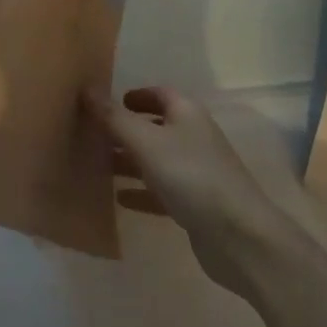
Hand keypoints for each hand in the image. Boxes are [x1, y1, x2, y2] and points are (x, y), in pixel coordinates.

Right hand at [84, 86, 286, 295]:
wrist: (239, 237)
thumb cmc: (191, 176)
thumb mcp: (146, 142)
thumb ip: (114, 118)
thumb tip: (87, 89)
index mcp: (186, 114)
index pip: (158, 94)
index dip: (134, 96)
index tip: (105, 104)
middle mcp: (193, 137)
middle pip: (154, 127)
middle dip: (125, 130)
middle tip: (92, 135)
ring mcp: (196, 173)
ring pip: (155, 160)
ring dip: (129, 161)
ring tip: (97, 165)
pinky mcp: (195, 205)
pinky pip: (161, 191)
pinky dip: (141, 192)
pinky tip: (119, 199)